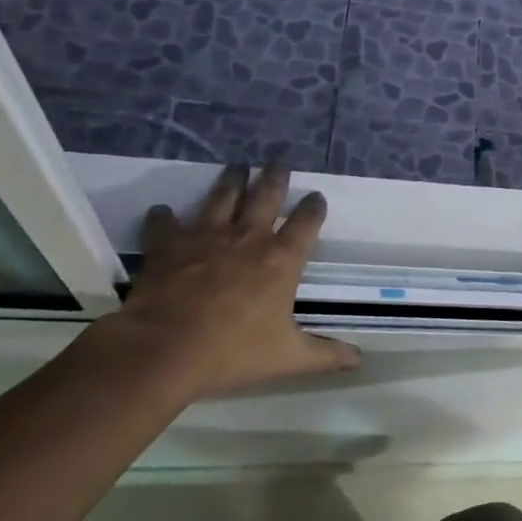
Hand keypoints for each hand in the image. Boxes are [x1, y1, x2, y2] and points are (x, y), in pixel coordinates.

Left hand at [98, 165, 360, 397]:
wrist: (163, 350)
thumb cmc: (233, 352)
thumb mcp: (288, 358)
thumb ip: (325, 355)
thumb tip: (360, 359)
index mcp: (282, 259)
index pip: (306, 222)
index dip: (313, 207)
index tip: (316, 196)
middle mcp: (248, 238)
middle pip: (266, 196)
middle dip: (274, 177)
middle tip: (277, 161)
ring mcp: (206, 238)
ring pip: (222, 198)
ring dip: (230, 181)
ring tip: (236, 167)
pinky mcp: (169, 247)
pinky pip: (166, 223)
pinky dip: (164, 216)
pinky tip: (162, 211)